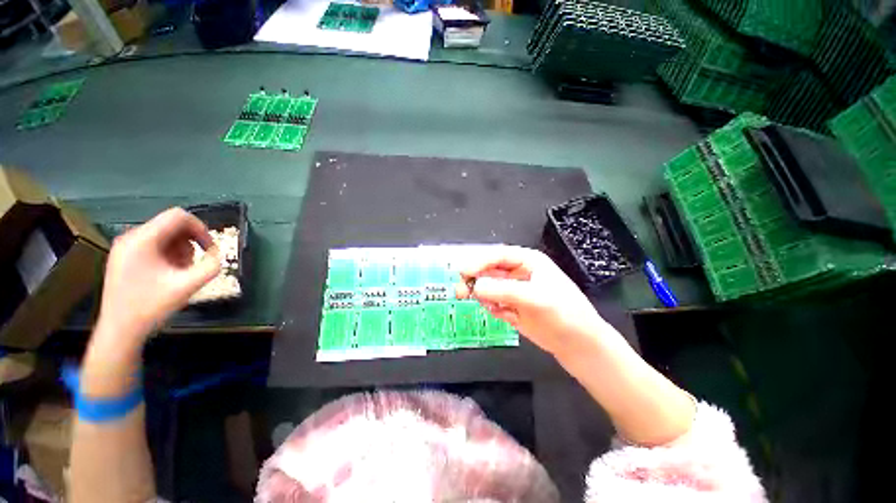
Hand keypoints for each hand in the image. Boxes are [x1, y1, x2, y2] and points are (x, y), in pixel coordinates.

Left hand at [93, 207, 220, 352]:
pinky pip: (153, 245)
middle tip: (195, 264)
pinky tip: (169, 274)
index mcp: (143, 240)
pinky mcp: (124, 257)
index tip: (210, 248)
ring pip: (164, 235)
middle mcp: (131, 237)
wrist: (120, 330)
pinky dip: (168, 255)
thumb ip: (210, 267)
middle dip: (190, 242)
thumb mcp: (187, 286)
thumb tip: (217, 254)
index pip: (178, 216)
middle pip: (171, 225)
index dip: (201, 228)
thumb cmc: (151, 307)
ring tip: (181, 272)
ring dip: (180, 250)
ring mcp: (125, 247)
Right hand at [455, 246, 608, 355]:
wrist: (577, 343)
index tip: (463, 271)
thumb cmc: (563, 313)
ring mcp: (514, 290)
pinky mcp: (511, 306)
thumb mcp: (534, 298)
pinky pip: (492, 302)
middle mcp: (518, 273)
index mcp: (528, 261)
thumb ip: (504, 290)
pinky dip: (492, 307)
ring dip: (482, 295)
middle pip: (489, 270)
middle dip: (475, 279)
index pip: (498, 256)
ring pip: (488, 287)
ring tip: (488, 306)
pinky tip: (503, 315)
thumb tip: (475, 286)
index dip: (479, 261)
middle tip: (460, 290)